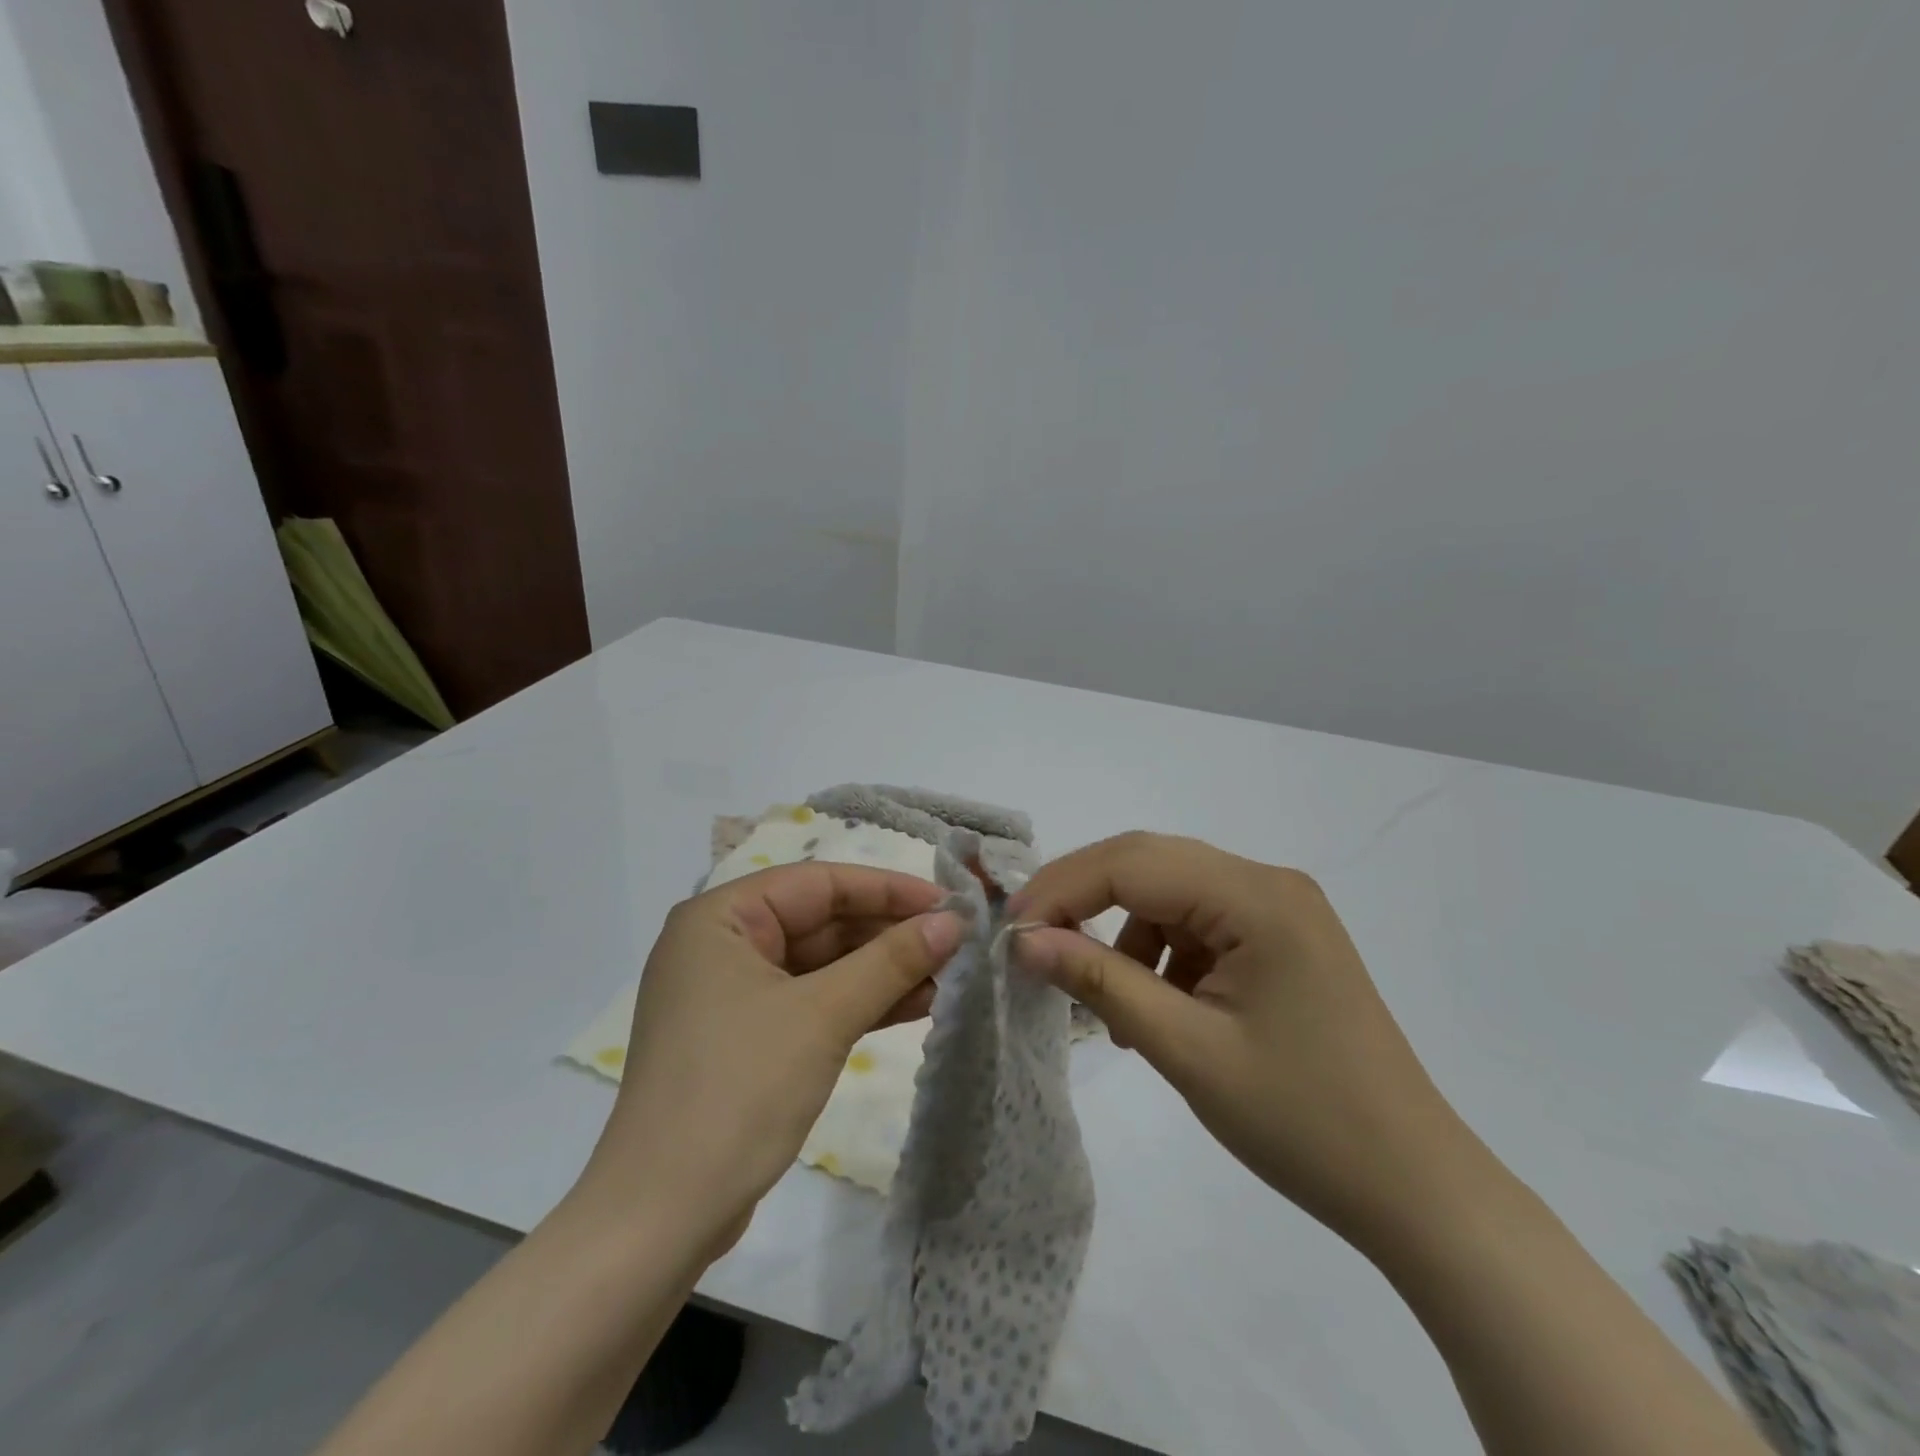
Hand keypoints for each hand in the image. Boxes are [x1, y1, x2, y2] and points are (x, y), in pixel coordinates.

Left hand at [576, 863, 963, 1253]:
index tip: (950, 902)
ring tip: (949, 976)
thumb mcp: (823, 1016)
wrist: (662, 1218)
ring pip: (823, 965)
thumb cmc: (738, 1091)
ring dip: (883, 971)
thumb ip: (891, 961)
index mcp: (720, 918)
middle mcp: (723, 945)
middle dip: (890, 934)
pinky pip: (814, 1002)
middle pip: (822, 921)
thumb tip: (954, 921)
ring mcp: (734, 994)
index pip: (819, 883)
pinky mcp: (748, 1038)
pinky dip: (861, 1004)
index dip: (888, 889)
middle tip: (957, 943)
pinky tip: (917, 1006)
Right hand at [1012, 832, 1475, 1250]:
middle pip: (1151, 864)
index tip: (1009, 929)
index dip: (1063, 888)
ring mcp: (1279, 909)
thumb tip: (1024, 940)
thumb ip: (1101, 981)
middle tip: (1032, 942)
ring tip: (1105, 1002)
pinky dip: (1160, 954)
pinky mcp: (1280, 939)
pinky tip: (1154, 1009)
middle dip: (1084, 899)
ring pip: (1170, 893)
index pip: (1133, 864)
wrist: (1414, 1188)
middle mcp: (1269, 883)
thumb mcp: (1186, 1049)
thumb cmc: (1302, 1121)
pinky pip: (1198, 923)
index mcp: (1257, 896)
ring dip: (1123, 933)